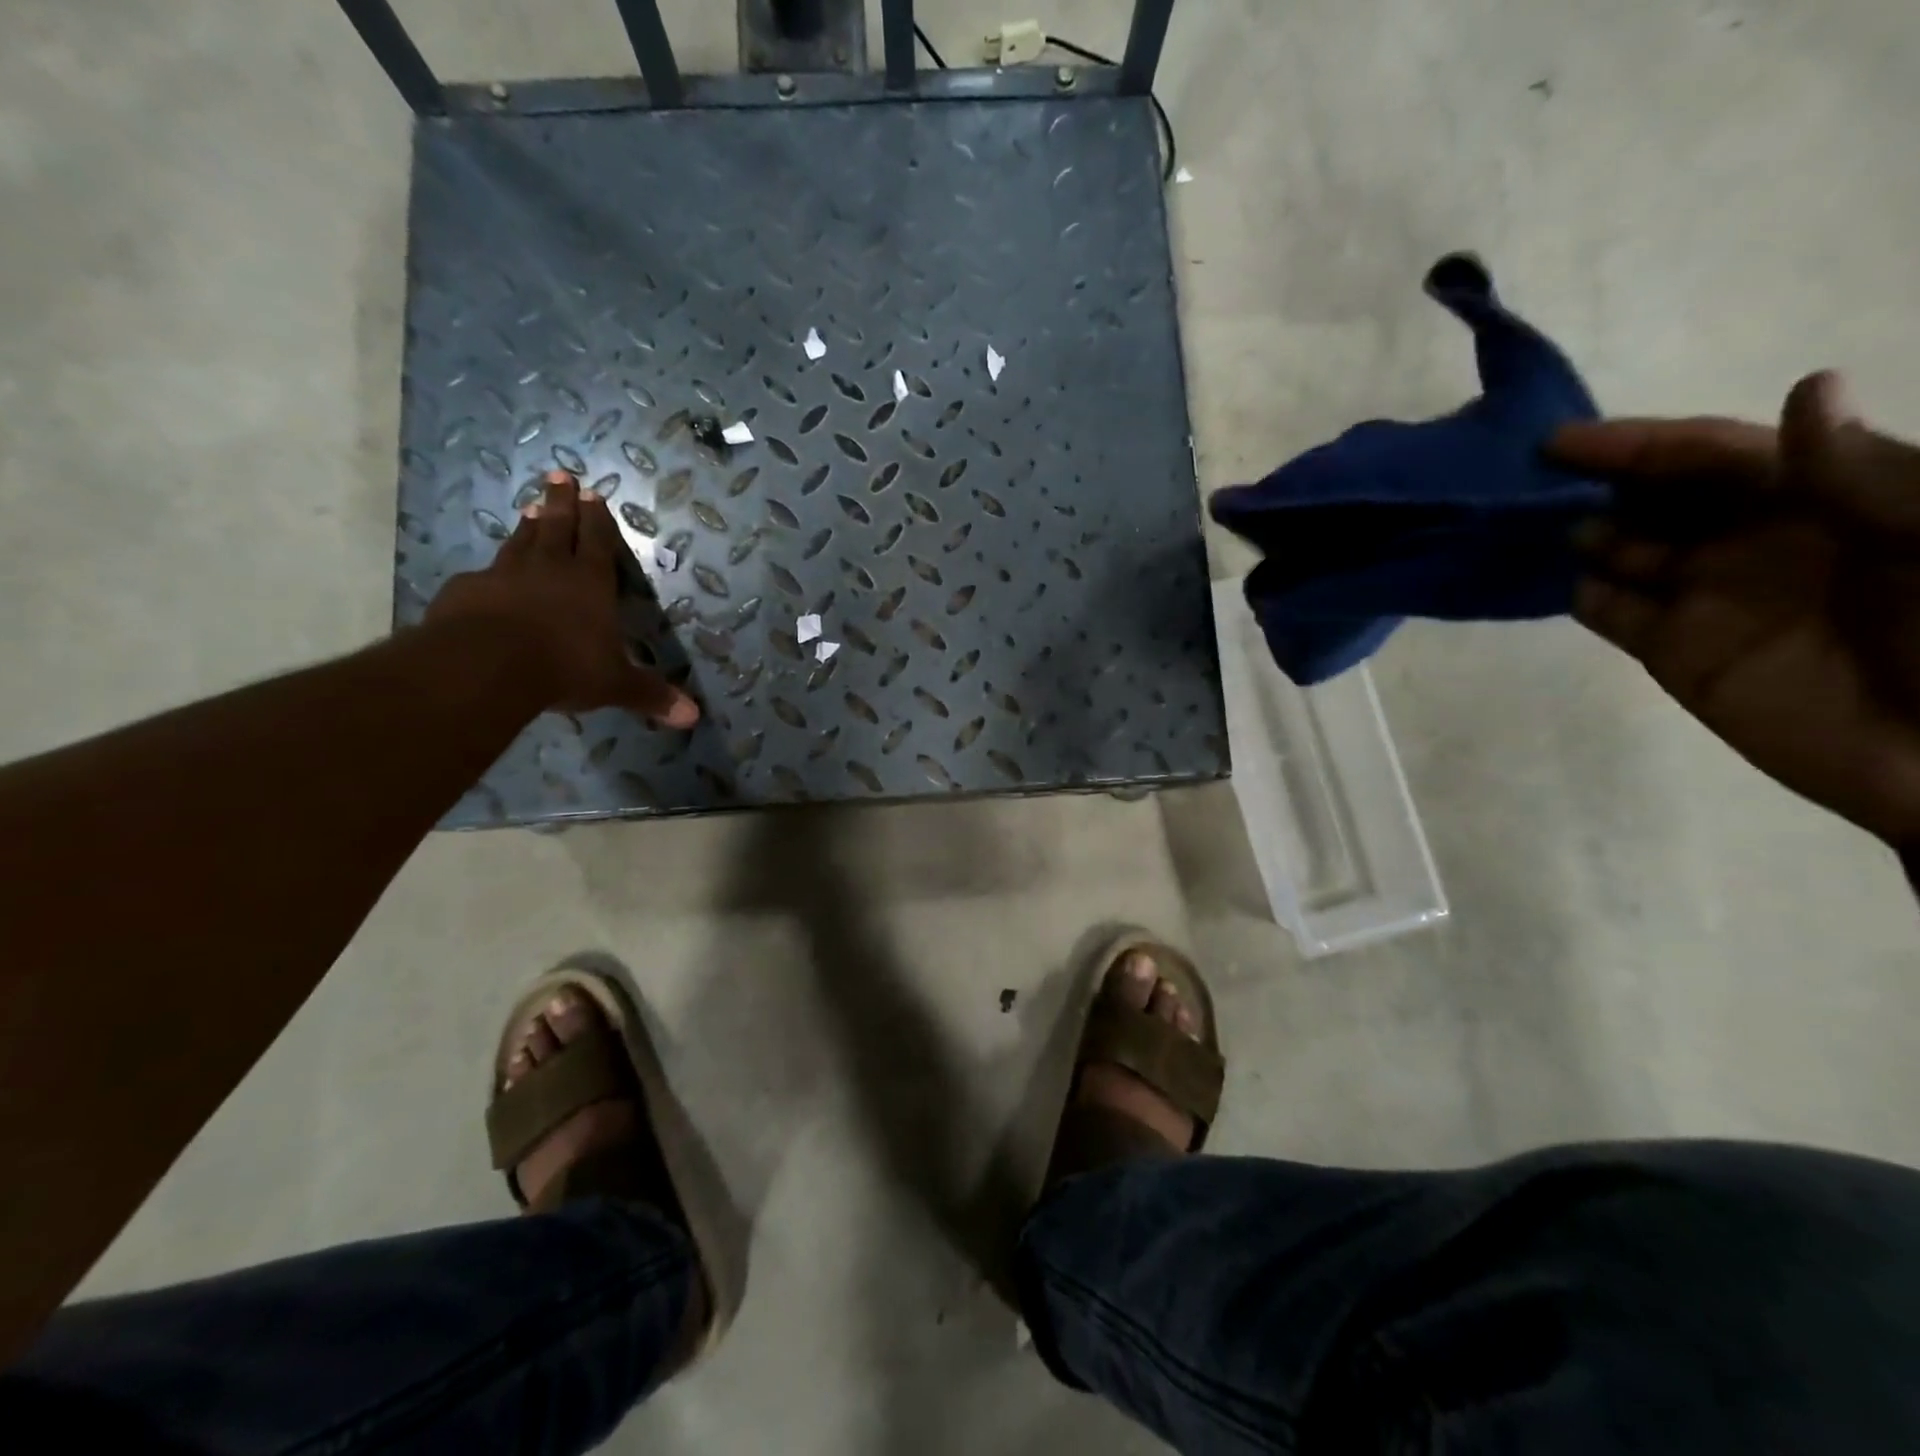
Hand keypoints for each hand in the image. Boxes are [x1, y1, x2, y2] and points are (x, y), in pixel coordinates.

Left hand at [426, 471, 698, 726]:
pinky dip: (490, 570)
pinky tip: (485, 572)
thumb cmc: (564, 667)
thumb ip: (650, 696)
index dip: (597, 519)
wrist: (486, 665)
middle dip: (560, 503)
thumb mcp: (615, 685)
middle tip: (559, 475)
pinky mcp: (467, 591)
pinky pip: (483, 574)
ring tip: (529, 505)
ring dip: (527, 524)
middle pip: (556, 527)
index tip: (592, 493)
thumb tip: (693, 717)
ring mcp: (504, 576)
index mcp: (590, 584)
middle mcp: (549, 570)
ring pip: (519, 542)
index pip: (597, 542)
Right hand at [1549, 372, 1919, 847]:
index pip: (1713, 455)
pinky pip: (1609, 611)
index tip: (1560, 444)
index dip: (1640, 443)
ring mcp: (1703, 596)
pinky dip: (1578, 593)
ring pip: (1620, 549)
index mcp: (1817, 498)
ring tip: (1519, 528)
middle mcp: (1748, 538)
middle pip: (1653, 497)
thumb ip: (1868, 473)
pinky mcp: (1670, 650)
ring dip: (1576, 533)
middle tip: (1519, 484)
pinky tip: (1548, 580)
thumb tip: (1805, 388)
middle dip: (1591, 484)